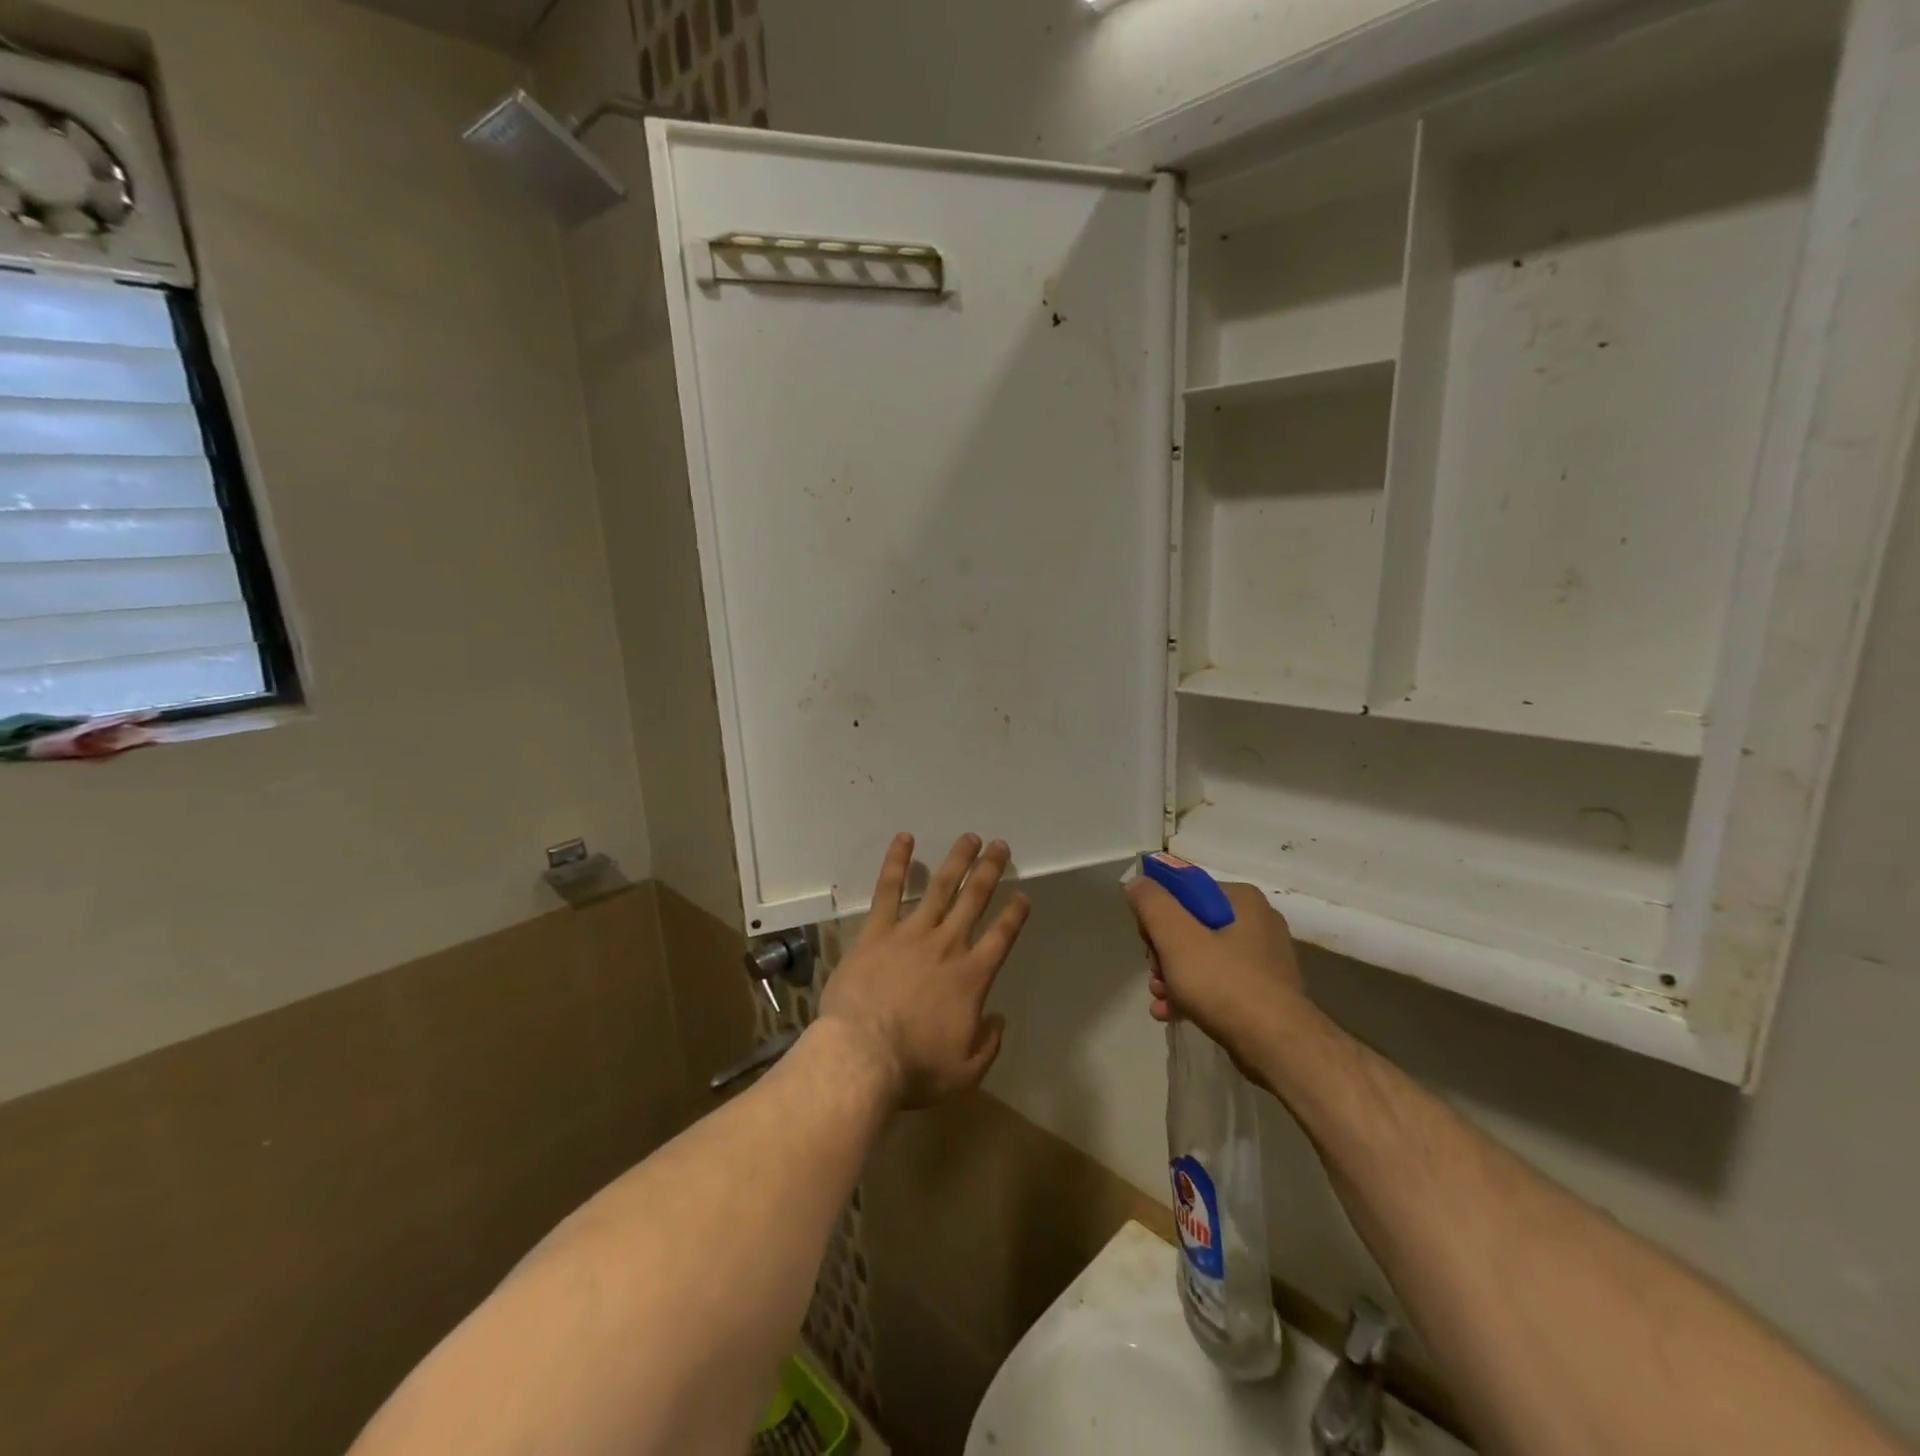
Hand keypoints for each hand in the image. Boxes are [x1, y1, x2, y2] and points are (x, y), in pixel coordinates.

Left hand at [818, 833, 1031, 1110]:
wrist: (863, 1055)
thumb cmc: (915, 1067)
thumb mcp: (965, 1070)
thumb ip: (988, 1043)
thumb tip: (998, 1019)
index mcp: (972, 977)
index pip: (1001, 937)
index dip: (1014, 914)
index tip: (1022, 896)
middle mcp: (947, 945)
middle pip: (974, 900)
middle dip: (990, 871)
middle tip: (1000, 847)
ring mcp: (911, 933)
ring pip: (940, 886)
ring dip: (957, 860)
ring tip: (970, 838)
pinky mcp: (877, 930)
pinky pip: (889, 889)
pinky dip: (897, 862)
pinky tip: (905, 838)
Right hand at [1126, 877, 1308, 1084]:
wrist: (1278, 1047)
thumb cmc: (1224, 983)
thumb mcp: (1176, 937)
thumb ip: (1152, 904)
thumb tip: (1138, 883)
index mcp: (1242, 900)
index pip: (1186, 891)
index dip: (1159, 912)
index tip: (1147, 940)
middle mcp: (1257, 923)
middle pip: (1192, 925)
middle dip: (1164, 951)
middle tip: (1155, 973)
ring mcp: (1263, 960)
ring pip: (1203, 957)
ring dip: (1173, 975)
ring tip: (1159, 997)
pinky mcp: (1263, 992)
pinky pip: (1218, 983)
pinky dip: (1193, 994)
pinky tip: (1170, 1013)